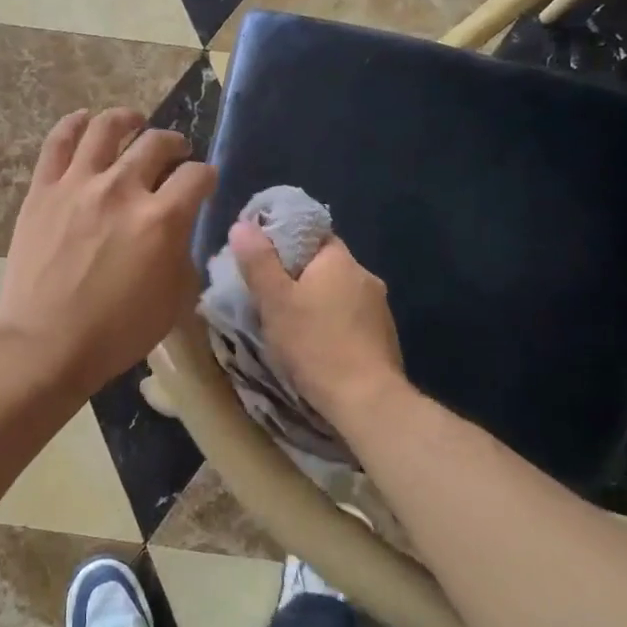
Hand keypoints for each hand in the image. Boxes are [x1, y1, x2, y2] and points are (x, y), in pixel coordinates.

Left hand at [0, 108, 217, 397]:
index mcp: (161, 219)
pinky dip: (74, 124)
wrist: (45, 343)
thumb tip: (178, 232)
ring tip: (133, 122)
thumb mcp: (174, 301)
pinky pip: (59, 142)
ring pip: (106, 128)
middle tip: (175, 153)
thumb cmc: (116, 332)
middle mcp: (122, 189)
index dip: (207, 175)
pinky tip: (84, 120)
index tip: (204, 182)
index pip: (197, 175)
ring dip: (127, 119)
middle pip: (156, 143)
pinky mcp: (43, 189)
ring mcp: (78, 184)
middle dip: (174, 144)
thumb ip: (183, 255)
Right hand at [228, 221, 405, 422]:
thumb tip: (242, 225)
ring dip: (316, 302)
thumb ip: (258, 261)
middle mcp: (365, 276)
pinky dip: (332, 324)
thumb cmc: (315, 344)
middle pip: (325, 265)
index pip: (312, 235)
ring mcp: (379, 308)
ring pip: (338, 293)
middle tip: (268, 295)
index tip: (262, 260)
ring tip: (290, 323)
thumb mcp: (275, 301)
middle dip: (298, 276)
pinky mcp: (384, 337)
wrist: (366, 401)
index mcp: (340, 260)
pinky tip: (317, 344)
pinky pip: (350, 318)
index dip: (285, 242)